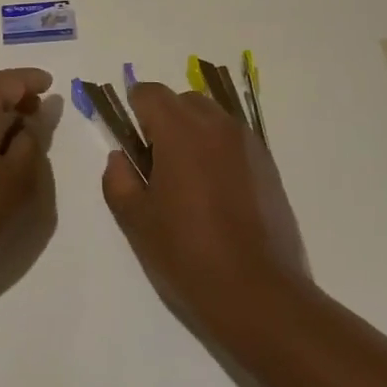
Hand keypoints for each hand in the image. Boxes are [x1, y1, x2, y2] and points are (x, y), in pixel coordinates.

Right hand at [102, 81, 307, 320]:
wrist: (258, 292)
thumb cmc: (188, 254)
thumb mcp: (136, 221)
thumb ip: (118, 180)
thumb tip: (120, 158)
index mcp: (180, 131)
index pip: (150, 93)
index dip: (134, 108)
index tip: (129, 137)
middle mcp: (216, 125)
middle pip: (182, 100)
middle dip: (164, 119)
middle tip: (155, 162)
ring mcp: (247, 143)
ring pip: (211, 117)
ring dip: (193, 131)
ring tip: (187, 177)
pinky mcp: (267, 164)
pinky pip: (233, 139)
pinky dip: (217, 148)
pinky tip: (215, 190)